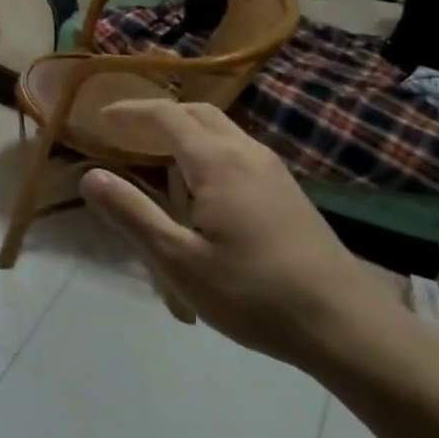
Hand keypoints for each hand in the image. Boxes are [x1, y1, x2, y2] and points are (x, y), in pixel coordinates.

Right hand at [81, 100, 408, 370]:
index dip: (130, 111)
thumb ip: (132, 214)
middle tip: (127, 132)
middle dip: (159, 115)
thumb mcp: (179, 261)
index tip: (101, 116)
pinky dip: (209, 151)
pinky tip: (203, 190)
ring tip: (159, 158)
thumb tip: (90, 176)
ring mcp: (274, 172)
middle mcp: (247, 153)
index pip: (166, 115)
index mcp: (217, 162)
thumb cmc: (254, 293)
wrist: (348, 327)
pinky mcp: (289, 193)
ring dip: (186, 132)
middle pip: (198, 114)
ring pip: (223, 132)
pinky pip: (239, 152)